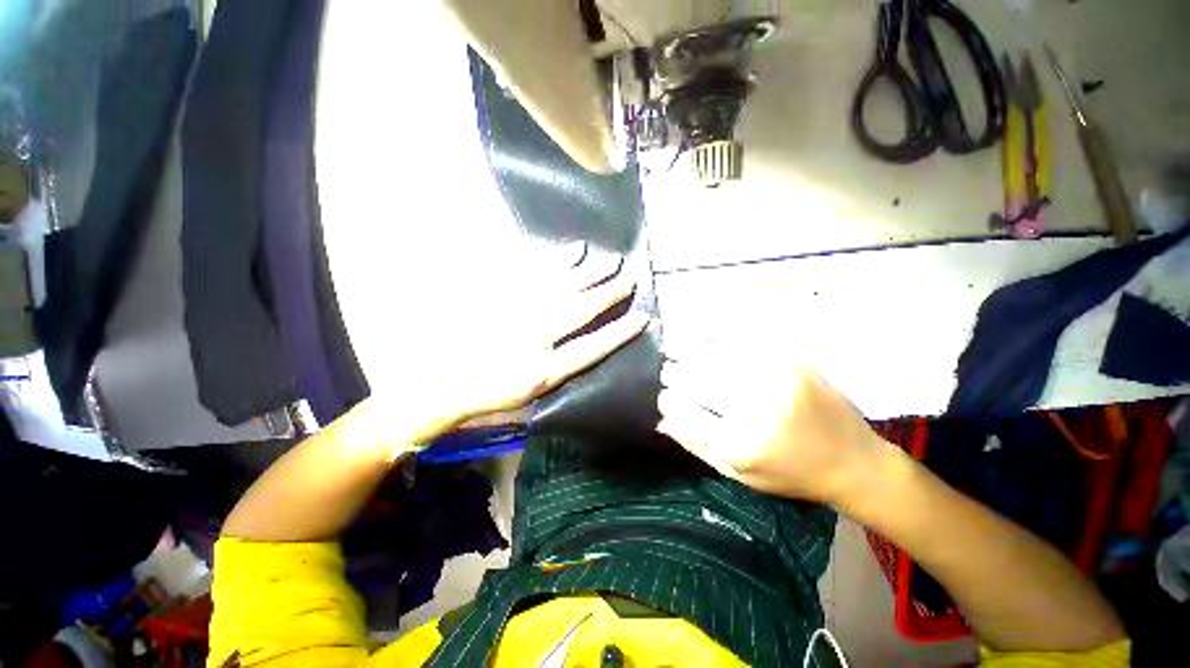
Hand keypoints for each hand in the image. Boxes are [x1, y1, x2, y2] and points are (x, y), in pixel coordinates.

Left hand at [374, 243, 649, 446]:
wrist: (439, 383)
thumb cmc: (488, 394)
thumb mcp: (528, 394)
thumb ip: (559, 369)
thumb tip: (588, 345)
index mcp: (542, 370)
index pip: (591, 348)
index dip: (619, 333)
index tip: (642, 317)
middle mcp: (533, 339)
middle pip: (579, 312)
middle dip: (608, 295)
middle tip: (629, 279)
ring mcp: (515, 313)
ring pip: (562, 288)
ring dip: (590, 274)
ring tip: (611, 260)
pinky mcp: (498, 295)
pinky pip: (533, 274)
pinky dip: (556, 261)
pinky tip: (574, 251)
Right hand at [656, 353, 886, 503]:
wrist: (854, 462)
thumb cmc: (790, 475)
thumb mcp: (739, 475)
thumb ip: (697, 446)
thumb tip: (661, 419)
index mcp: (740, 444)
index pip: (684, 410)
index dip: (667, 399)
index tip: (663, 395)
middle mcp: (756, 409)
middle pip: (697, 379)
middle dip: (674, 372)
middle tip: (667, 370)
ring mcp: (775, 380)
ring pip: (715, 356)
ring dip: (689, 351)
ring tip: (676, 349)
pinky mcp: (791, 363)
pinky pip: (742, 343)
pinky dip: (717, 340)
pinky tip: (706, 340)